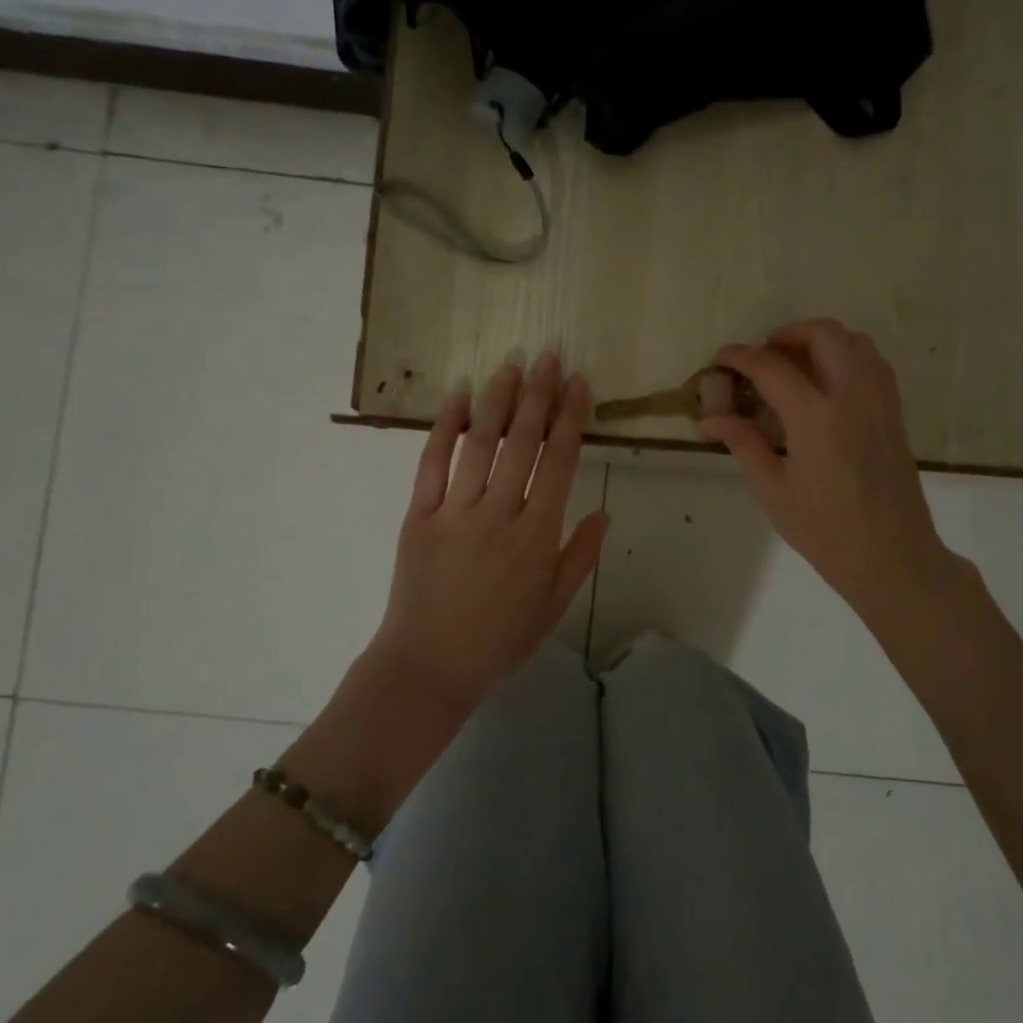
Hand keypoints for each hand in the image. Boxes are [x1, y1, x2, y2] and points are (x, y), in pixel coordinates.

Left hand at [366, 351, 608, 710]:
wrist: (429, 666)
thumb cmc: (499, 640)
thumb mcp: (553, 607)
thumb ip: (579, 557)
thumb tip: (604, 512)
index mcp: (537, 536)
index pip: (559, 462)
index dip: (570, 418)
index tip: (578, 384)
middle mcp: (499, 514)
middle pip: (522, 442)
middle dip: (539, 394)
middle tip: (548, 356)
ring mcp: (455, 512)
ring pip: (480, 443)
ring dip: (497, 399)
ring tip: (511, 364)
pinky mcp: (419, 515)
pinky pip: (432, 462)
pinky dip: (445, 426)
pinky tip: (457, 395)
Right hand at [701, 319, 953, 628]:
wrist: (892, 557)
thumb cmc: (825, 531)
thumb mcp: (772, 491)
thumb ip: (743, 444)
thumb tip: (709, 419)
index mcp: (816, 417)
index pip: (772, 367)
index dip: (741, 357)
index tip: (720, 360)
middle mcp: (852, 395)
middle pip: (823, 334)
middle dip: (787, 335)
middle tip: (763, 358)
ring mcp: (880, 401)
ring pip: (855, 341)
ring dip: (821, 341)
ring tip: (795, 367)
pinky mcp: (895, 413)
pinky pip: (873, 363)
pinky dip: (846, 356)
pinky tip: (826, 386)